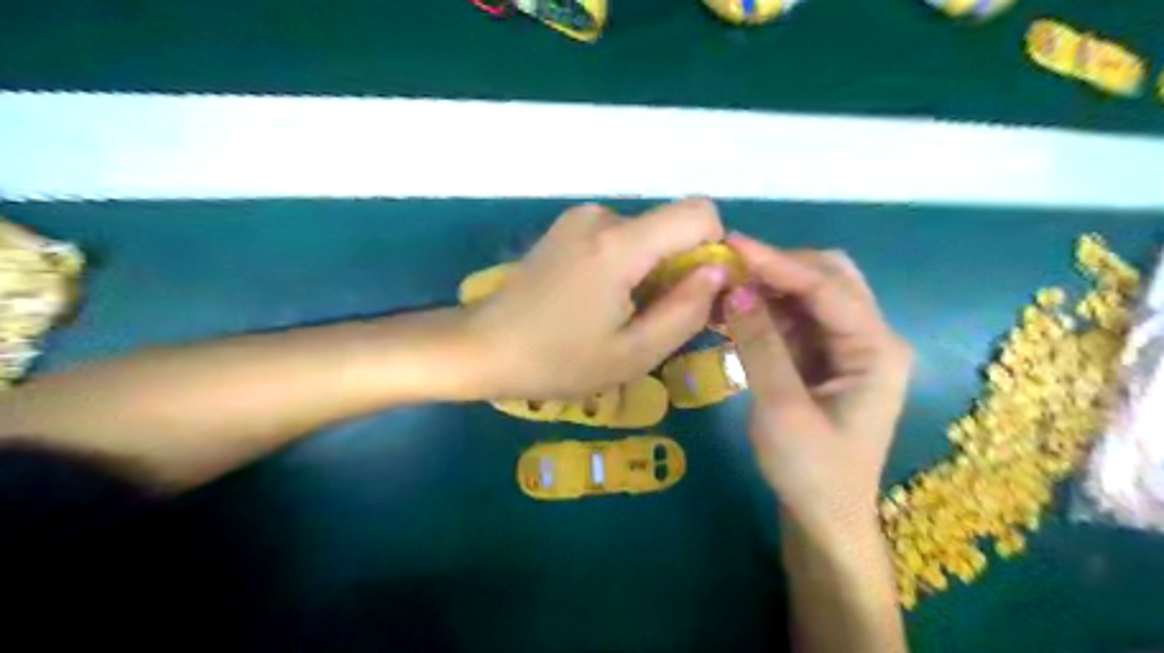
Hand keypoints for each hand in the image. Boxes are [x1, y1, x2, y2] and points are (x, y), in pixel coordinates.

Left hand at [466, 198, 724, 399]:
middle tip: (654, 320)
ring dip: (651, 272)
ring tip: (621, 316)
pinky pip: (620, 238)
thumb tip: (718, 272)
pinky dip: (627, 266)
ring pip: (647, 235)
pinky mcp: (567, 228)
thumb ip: (687, 311)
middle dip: (679, 269)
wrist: (482, 348)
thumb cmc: (557, 360)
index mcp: (620, 243)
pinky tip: (600, 302)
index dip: (714, 250)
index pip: (701, 213)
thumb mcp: (634, 354)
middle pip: (672, 227)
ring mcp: (580, 218)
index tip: (696, 293)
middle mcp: (602, 216)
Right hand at [725, 236, 913, 534]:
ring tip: (722, 286)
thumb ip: (760, 345)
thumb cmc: (811, 471)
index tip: (732, 244)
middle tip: (728, 267)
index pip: (826, 287)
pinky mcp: (822, 358)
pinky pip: (792, 319)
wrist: (824, 518)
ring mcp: (845, 347)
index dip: (777, 262)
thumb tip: (735, 291)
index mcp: (875, 349)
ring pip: (807, 295)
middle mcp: (868, 338)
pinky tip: (731, 311)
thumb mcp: (781, 409)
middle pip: (827, 278)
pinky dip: (763, 310)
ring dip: (766, 286)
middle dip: (778, 266)